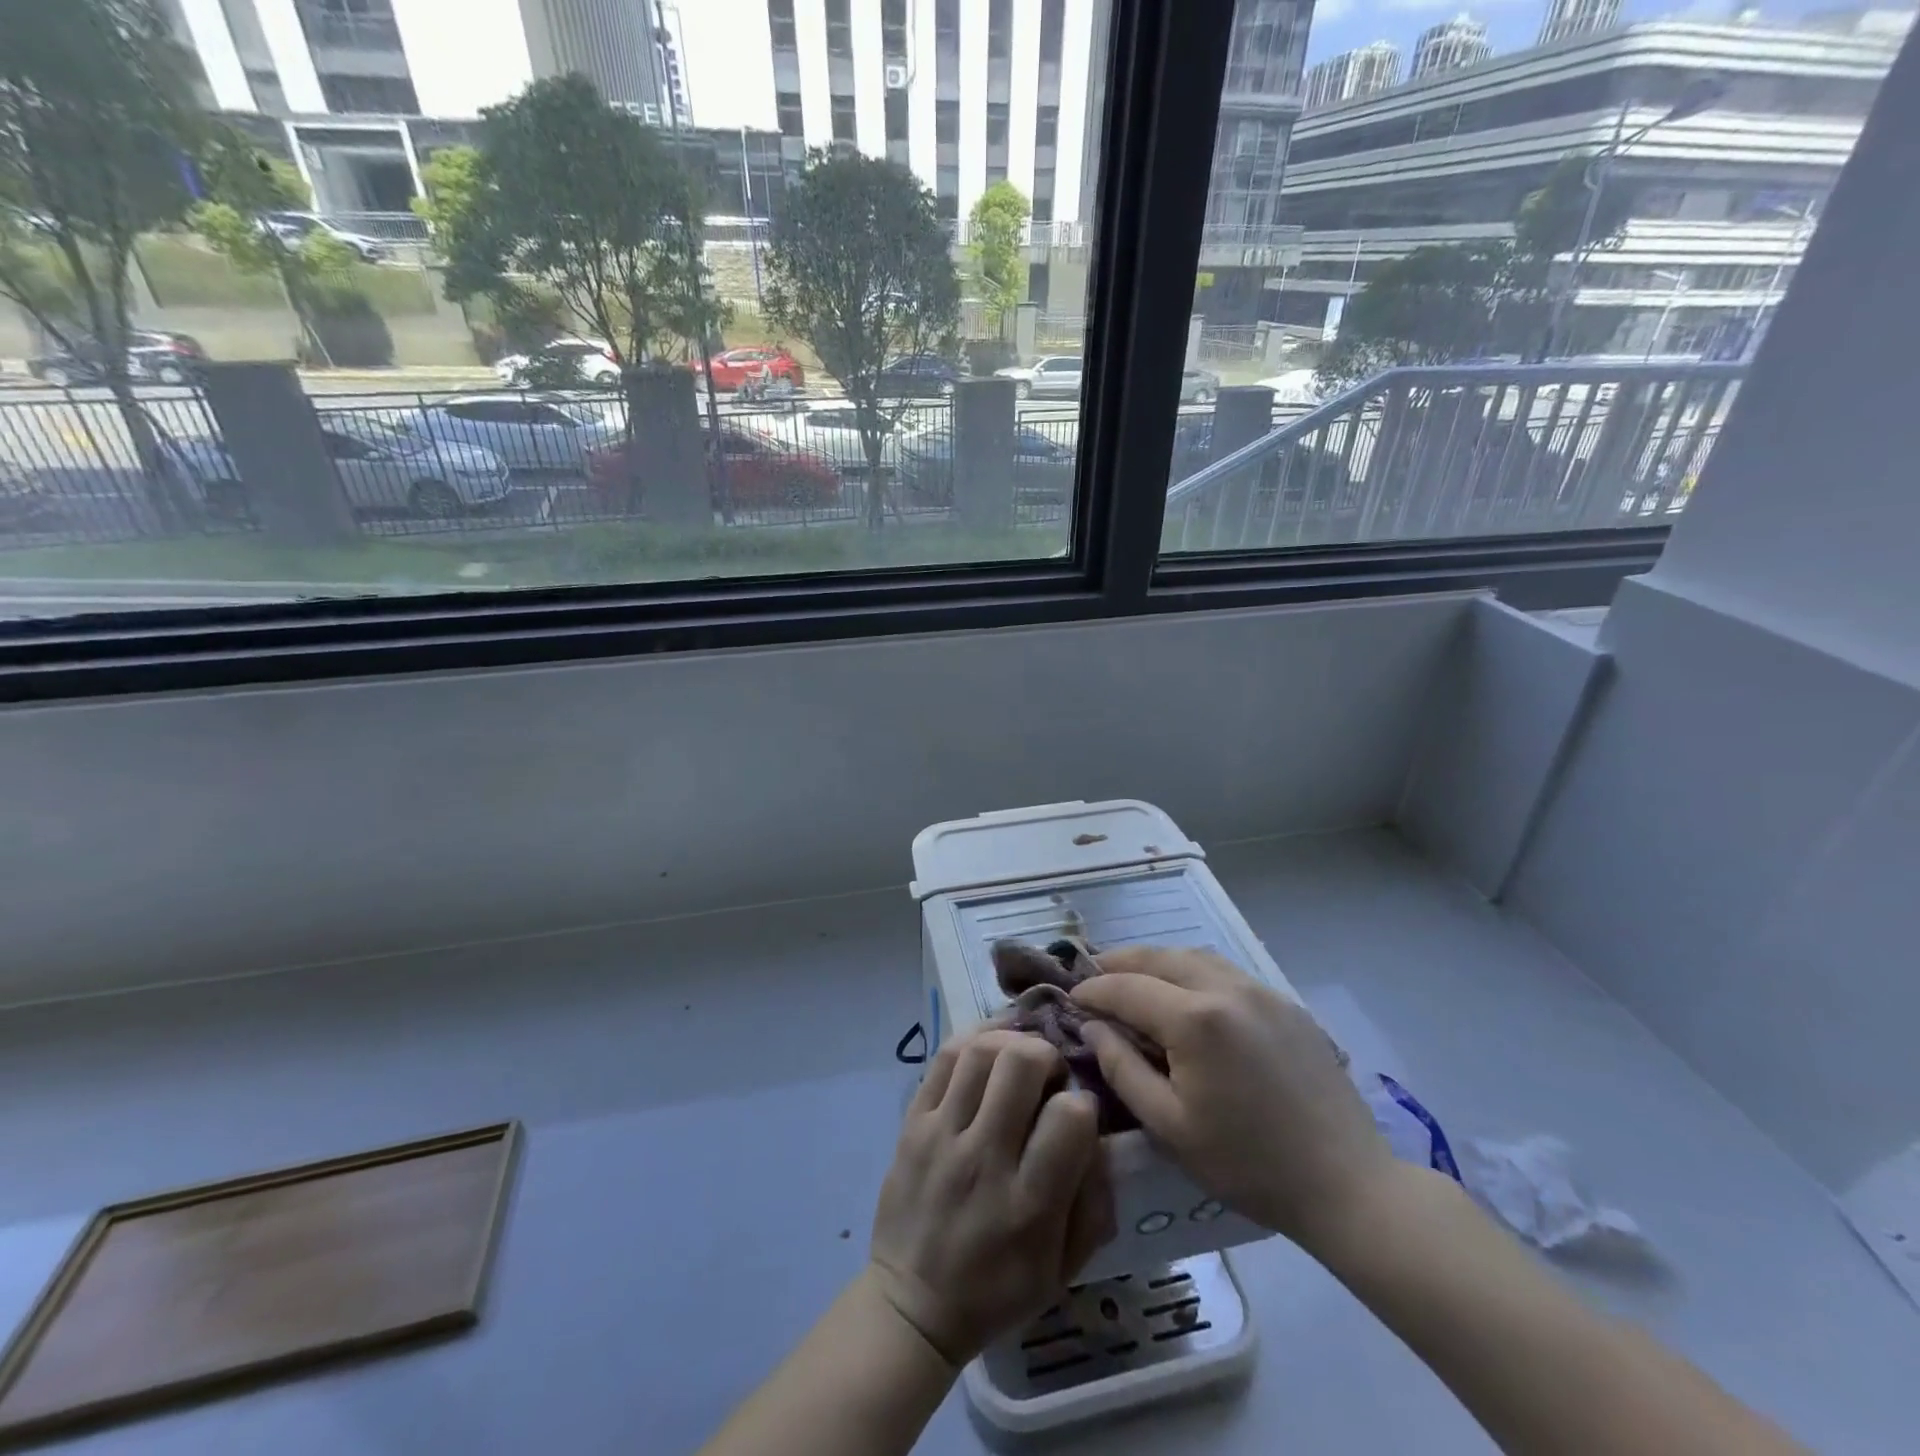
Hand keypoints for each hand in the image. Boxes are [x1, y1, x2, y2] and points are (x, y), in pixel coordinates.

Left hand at [869, 1029, 1113, 1365]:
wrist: (912, 1304)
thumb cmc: (997, 1289)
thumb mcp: (1063, 1268)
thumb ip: (1094, 1203)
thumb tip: (1103, 1138)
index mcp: (1029, 1204)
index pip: (1069, 1117)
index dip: (1084, 1103)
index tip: (1080, 1113)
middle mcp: (984, 1159)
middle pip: (1021, 1064)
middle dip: (1048, 1055)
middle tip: (1050, 1073)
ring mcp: (942, 1135)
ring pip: (980, 1051)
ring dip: (1010, 1040)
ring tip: (1021, 1054)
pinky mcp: (912, 1122)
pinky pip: (943, 1058)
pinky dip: (973, 1038)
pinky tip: (991, 1044)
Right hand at [1072, 947, 1395, 1256]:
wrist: (1346, 1184)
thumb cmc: (1248, 1164)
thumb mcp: (1169, 1125)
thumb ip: (1122, 1068)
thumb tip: (1093, 1027)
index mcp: (1194, 1019)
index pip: (1126, 987)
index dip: (1093, 989)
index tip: (1070, 997)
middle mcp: (1226, 988)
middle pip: (1159, 957)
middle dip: (1120, 961)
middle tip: (1094, 974)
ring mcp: (1261, 991)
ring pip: (1194, 956)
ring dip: (1157, 961)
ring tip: (1135, 977)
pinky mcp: (1285, 1003)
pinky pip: (1226, 972)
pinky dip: (1193, 970)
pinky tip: (1187, 993)